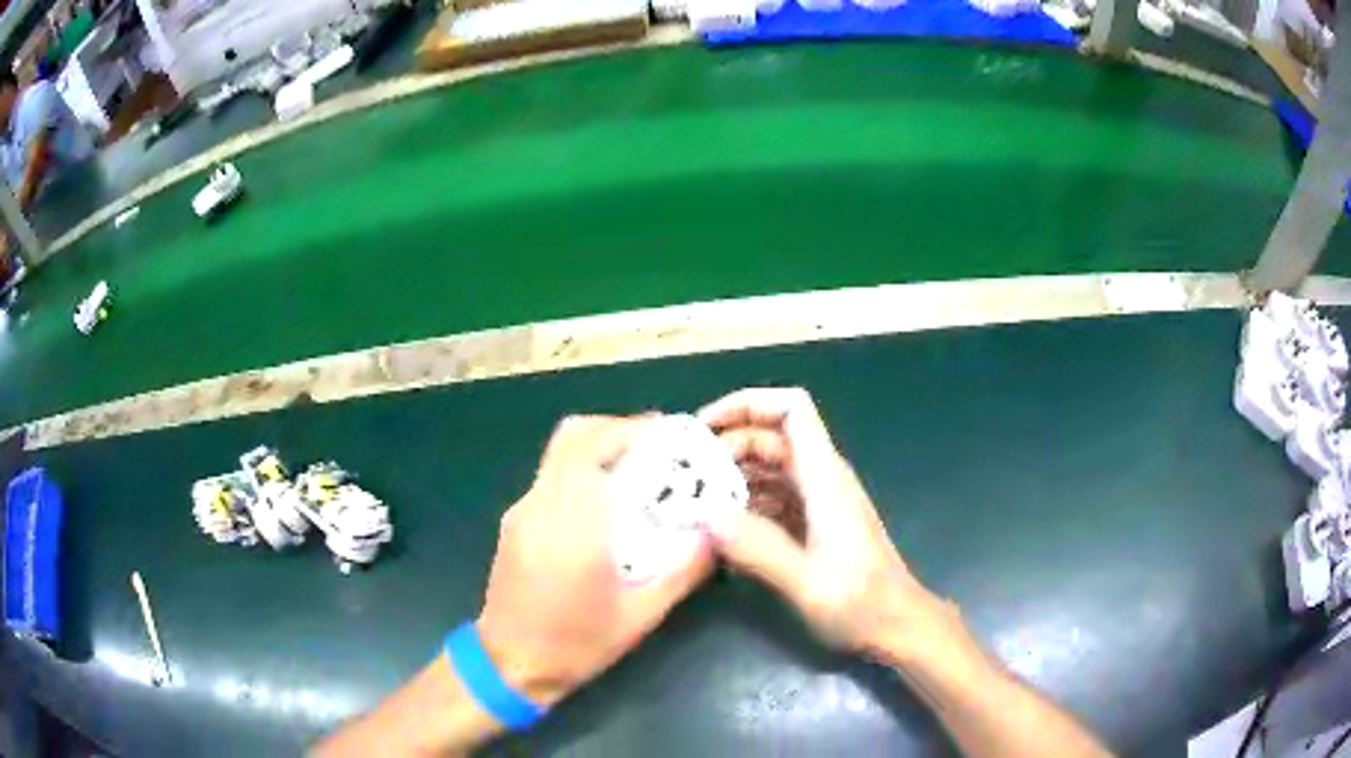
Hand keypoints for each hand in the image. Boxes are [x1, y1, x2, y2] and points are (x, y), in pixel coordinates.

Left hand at [476, 414, 713, 708]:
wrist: (510, 663)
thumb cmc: (577, 644)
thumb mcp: (641, 615)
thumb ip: (684, 570)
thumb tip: (717, 534)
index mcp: (571, 527)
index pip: (593, 448)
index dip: (632, 429)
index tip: (670, 434)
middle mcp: (539, 506)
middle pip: (572, 436)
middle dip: (617, 428)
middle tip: (658, 446)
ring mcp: (521, 510)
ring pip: (559, 453)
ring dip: (600, 447)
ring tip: (640, 469)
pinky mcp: (515, 521)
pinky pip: (551, 476)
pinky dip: (583, 469)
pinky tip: (607, 500)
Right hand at [699, 388, 960, 660]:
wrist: (896, 626)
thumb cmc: (862, 603)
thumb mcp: (807, 582)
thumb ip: (757, 547)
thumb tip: (704, 513)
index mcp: (825, 477)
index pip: (791, 409)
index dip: (746, 404)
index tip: (702, 430)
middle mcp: (821, 479)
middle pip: (770, 438)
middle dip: (725, 447)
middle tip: (682, 478)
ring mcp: (817, 502)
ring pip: (767, 469)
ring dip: (730, 479)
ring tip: (691, 504)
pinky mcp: (812, 525)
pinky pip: (770, 499)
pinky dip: (743, 506)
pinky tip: (718, 533)